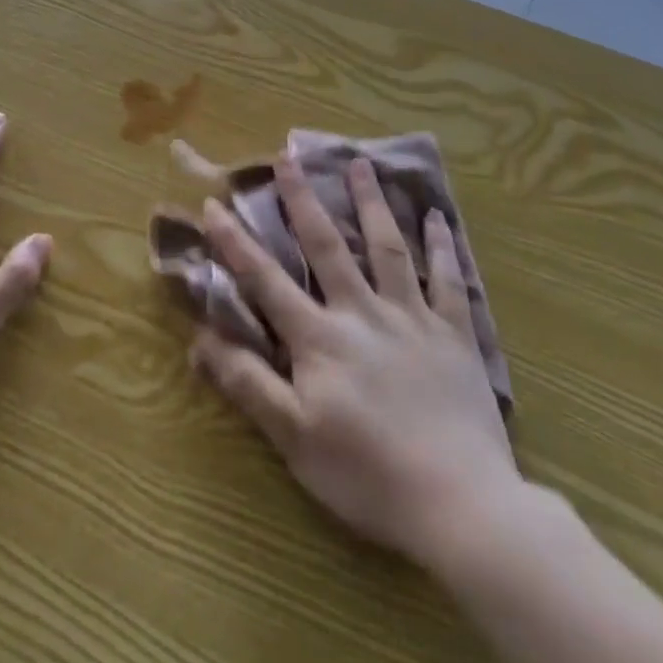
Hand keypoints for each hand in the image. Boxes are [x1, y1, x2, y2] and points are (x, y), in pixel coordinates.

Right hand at [191, 156, 521, 561]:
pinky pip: (448, 280)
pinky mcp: (455, 335)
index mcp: (320, 338)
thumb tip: (199, 340)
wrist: (463, 506)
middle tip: (288, 155)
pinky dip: (442, 246)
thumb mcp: (294, 439)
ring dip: (371, 204)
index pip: (266, 280)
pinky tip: (437, 216)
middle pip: (327, 246)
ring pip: (387, 248)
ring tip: (361, 164)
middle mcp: (362, 313)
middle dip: (303, 199)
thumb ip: (248, 384)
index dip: (235, 242)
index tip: (214, 203)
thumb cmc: (368, 476)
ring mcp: (413, 319)